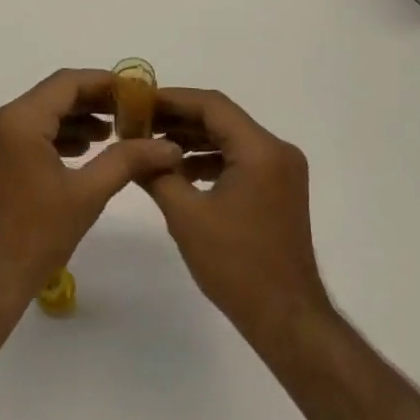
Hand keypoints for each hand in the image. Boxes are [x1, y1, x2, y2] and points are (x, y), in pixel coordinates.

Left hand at [0, 69, 181, 320]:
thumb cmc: (34, 239)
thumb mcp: (86, 196)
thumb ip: (126, 161)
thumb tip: (169, 147)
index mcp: (18, 120)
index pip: (67, 83)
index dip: (104, 83)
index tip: (136, 93)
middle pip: (52, 96)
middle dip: (92, 102)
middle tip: (130, 114)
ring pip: (38, 114)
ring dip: (74, 120)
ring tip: (112, 135)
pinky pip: (24, 132)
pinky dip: (53, 136)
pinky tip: (81, 151)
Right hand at [144, 88, 331, 351]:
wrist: (287, 320)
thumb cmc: (237, 266)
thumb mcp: (187, 217)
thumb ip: (157, 175)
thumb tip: (131, 149)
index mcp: (261, 149)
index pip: (212, 105)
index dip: (172, 99)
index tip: (138, 102)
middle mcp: (277, 150)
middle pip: (222, 119)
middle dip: (179, 119)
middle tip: (139, 122)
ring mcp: (282, 170)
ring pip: (230, 138)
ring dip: (193, 140)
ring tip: (152, 145)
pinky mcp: (279, 189)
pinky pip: (240, 159)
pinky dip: (210, 160)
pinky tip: (180, 171)